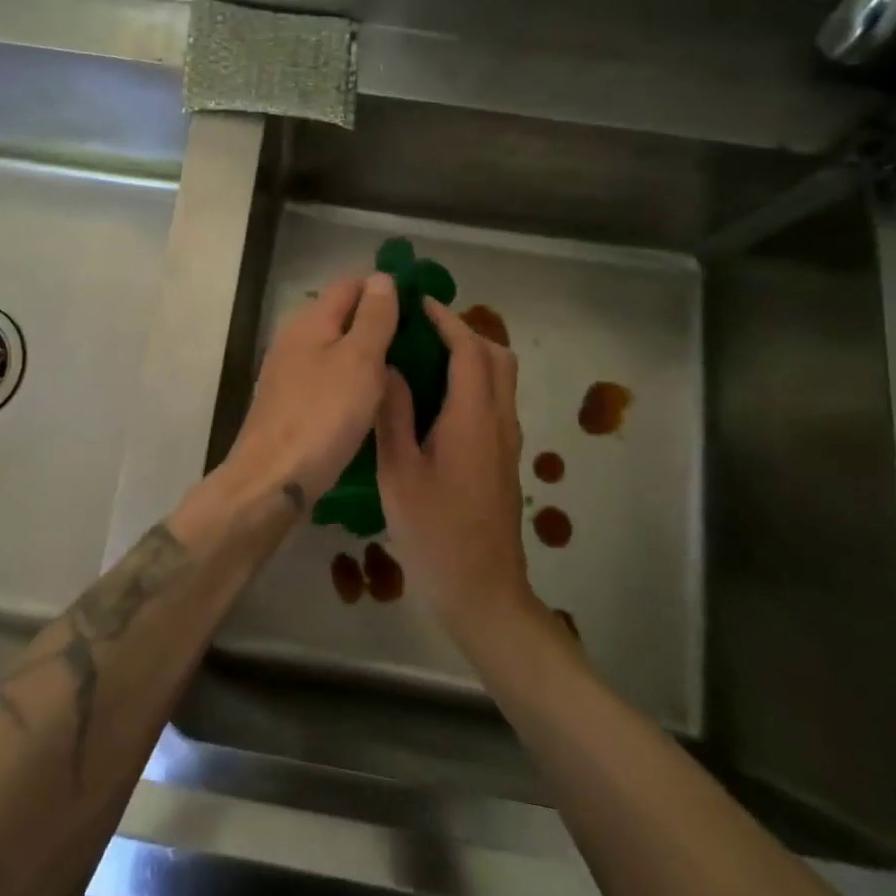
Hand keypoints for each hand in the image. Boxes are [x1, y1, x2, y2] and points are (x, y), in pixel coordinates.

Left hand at [224, 273, 400, 507]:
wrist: (272, 480)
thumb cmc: (322, 416)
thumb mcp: (359, 361)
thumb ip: (373, 317)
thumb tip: (382, 277)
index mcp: (310, 320)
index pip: (350, 284)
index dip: (384, 288)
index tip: (420, 305)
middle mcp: (294, 339)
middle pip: (341, 316)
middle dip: (378, 321)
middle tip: (420, 341)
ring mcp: (289, 373)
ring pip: (336, 349)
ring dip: (367, 354)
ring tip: (405, 369)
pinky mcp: (290, 403)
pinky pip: (329, 378)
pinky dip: (352, 380)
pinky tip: (373, 399)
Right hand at [376, 298, 538, 642]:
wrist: (483, 593)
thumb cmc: (435, 533)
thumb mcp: (400, 473)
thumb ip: (394, 414)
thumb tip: (389, 367)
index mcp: (473, 418)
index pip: (469, 350)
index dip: (447, 320)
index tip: (418, 302)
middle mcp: (499, 421)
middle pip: (497, 356)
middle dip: (464, 331)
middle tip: (421, 327)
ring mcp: (506, 442)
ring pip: (500, 379)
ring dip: (471, 354)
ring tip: (424, 355)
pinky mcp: (503, 459)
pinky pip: (494, 401)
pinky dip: (472, 380)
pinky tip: (434, 398)